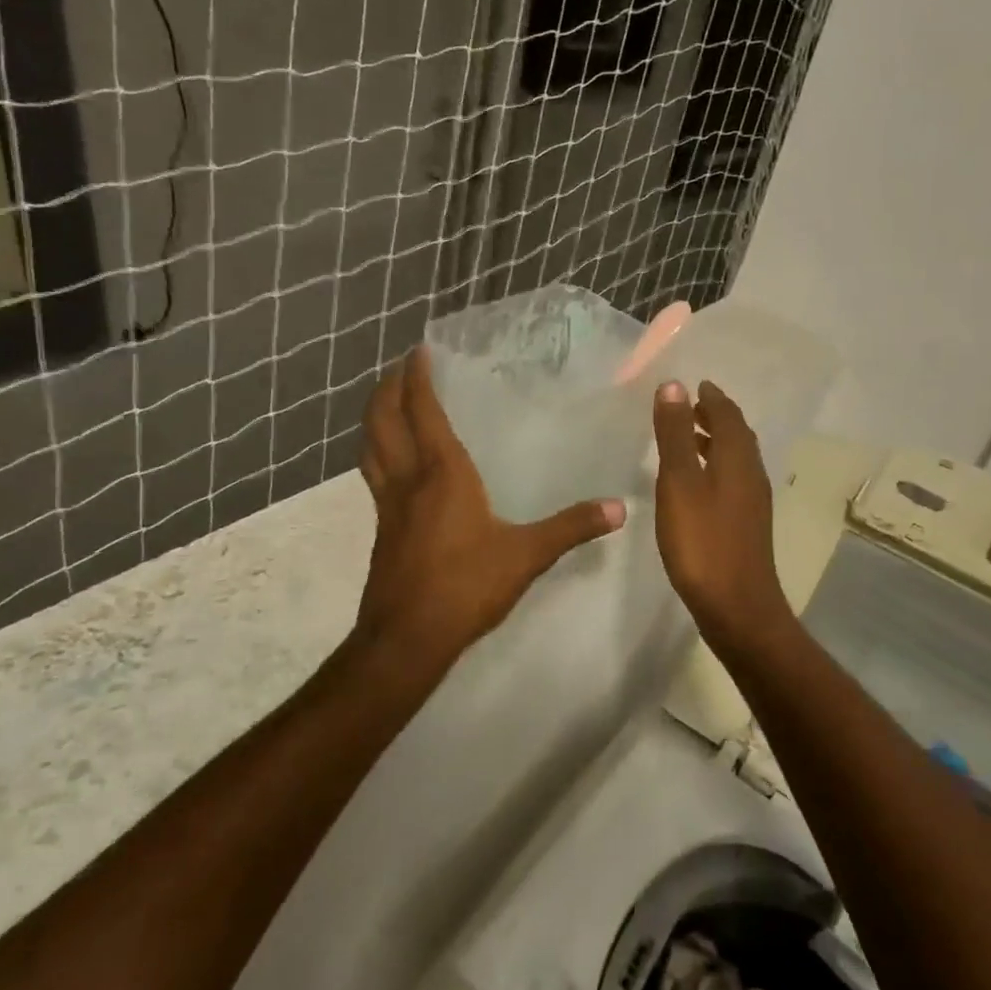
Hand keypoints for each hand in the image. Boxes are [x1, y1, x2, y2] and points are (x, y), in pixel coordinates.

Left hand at [354, 346, 625, 667]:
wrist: (406, 638)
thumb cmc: (466, 586)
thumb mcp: (526, 555)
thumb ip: (571, 528)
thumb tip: (619, 508)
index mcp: (441, 473)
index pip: (422, 411)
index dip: (418, 378)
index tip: (419, 351)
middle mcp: (408, 479)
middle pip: (383, 420)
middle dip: (388, 388)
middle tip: (400, 368)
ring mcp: (388, 504)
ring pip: (371, 446)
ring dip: (375, 417)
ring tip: (386, 402)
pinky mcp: (381, 528)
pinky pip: (374, 474)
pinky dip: (378, 451)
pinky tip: (394, 463)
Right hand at [650, 380, 794, 648]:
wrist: (736, 607)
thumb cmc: (702, 542)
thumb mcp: (680, 483)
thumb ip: (675, 435)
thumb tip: (674, 386)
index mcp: (738, 460)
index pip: (728, 415)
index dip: (711, 397)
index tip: (695, 384)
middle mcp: (751, 475)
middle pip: (736, 435)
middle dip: (715, 416)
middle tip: (690, 405)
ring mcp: (751, 503)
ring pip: (735, 459)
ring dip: (714, 442)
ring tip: (686, 437)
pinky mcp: (745, 526)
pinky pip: (731, 480)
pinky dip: (713, 466)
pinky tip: (693, 483)